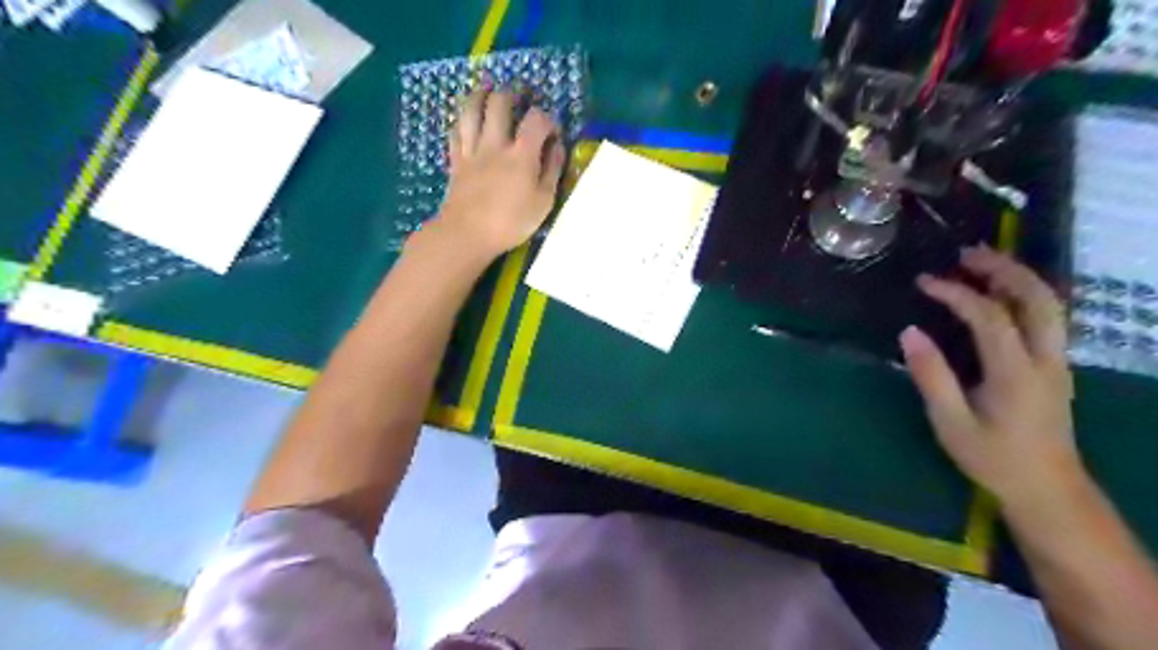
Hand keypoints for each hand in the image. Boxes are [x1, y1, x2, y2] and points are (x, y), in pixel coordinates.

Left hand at [438, 85, 567, 257]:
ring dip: (480, 95)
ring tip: (488, 89)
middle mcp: (495, 144)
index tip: (553, 132)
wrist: (468, 234)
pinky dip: (463, 121)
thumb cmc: (511, 222)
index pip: (537, 120)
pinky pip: (456, 132)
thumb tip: (557, 147)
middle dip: (512, 94)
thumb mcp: (544, 201)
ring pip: (472, 110)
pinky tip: (467, 120)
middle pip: (500, 103)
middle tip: (520, 96)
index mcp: (521, 154)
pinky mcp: (456, 161)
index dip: (548, 119)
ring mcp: (472, 151)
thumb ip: (552, 170)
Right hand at [899, 247, 1082, 504]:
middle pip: (1037, 298)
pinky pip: (1046, 317)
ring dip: (1017, 277)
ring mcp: (1056, 361)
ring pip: (1049, 305)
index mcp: (1016, 372)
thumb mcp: (951, 422)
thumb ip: (931, 376)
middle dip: (1003, 269)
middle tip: (967, 253)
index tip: (924, 282)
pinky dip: (1023, 295)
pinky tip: (1000, 293)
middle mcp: (1045, 358)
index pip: (989, 316)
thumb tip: (908, 332)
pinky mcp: (1054, 367)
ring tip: (982, 263)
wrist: (1047, 489)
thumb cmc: (993, 457)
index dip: (956, 293)